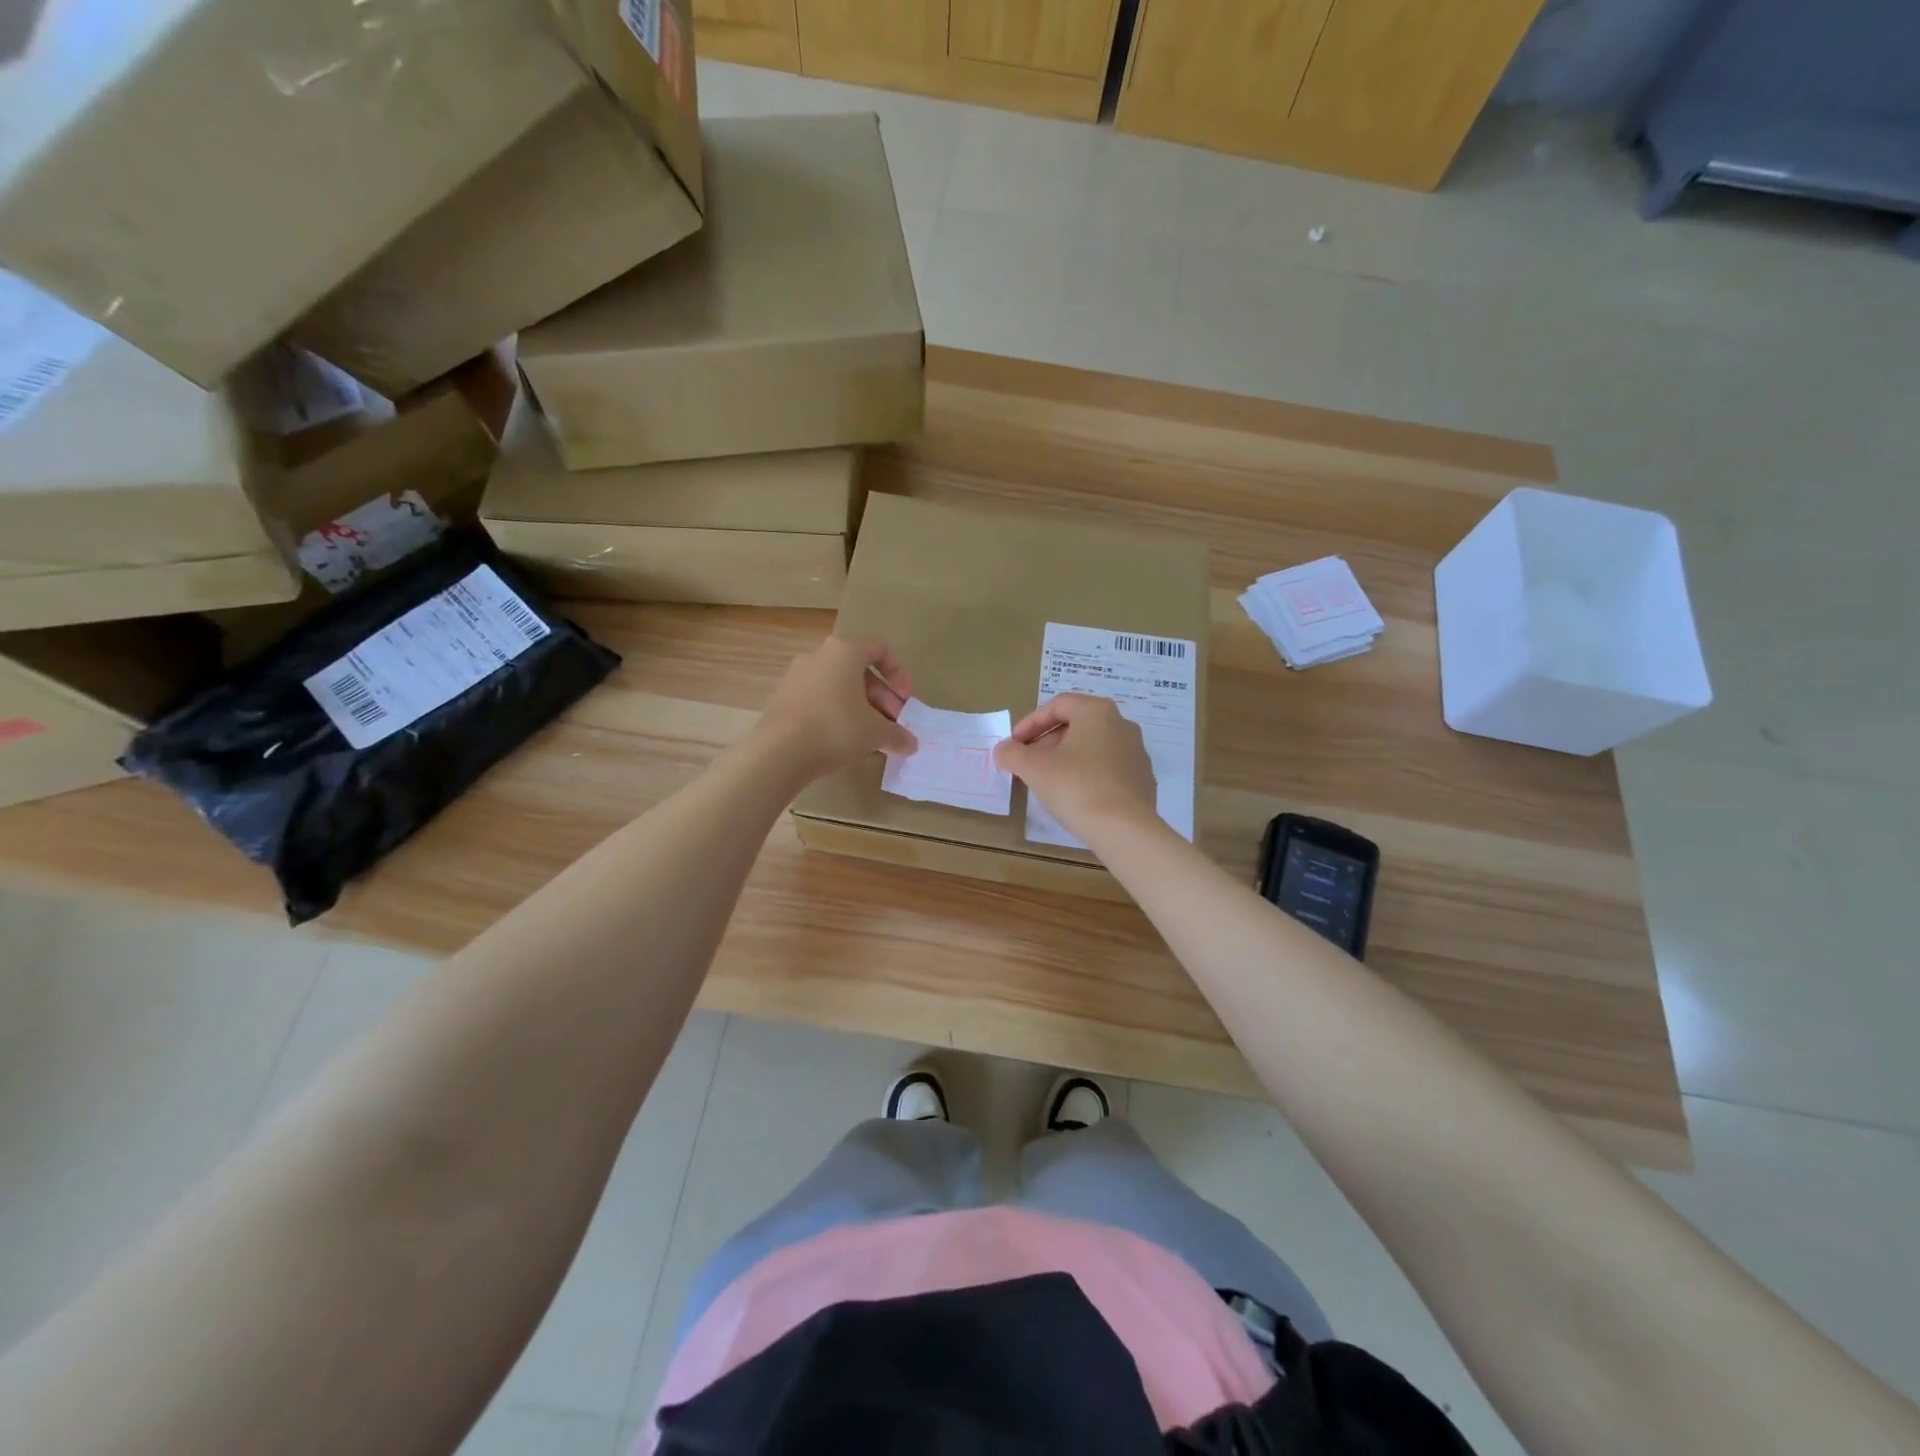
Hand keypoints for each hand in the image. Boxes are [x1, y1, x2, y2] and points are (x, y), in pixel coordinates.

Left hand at [754, 635, 916, 781]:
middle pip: (860, 671)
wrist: (779, 751)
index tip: (906, 701)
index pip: (880, 649)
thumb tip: (911, 745)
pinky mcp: (783, 698)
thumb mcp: (876, 732)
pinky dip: (838, 714)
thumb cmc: (836, 728)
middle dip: (882, 698)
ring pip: (839, 687)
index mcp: (844, 651)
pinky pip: (820, 699)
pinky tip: (845, 741)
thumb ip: (898, 735)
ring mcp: (797, 676)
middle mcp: (819, 655)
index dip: (899, 674)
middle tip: (893, 725)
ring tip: (871, 737)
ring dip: (861, 708)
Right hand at [994, 694, 1157, 838]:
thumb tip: (1003, 749)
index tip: (1014, 744)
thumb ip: (1012, 754)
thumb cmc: (1076, 787)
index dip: (1030, 723)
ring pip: (1093, 747)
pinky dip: (1088, 775)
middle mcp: (1121, 724)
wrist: (1124, 829)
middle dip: (1048, 742)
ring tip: (1048, 781)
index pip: (1058, 705)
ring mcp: (1136, 753)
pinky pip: (1108, 769)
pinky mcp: (1142, 779)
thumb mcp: (1034, 769)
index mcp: (1097, 712)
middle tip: (1029, 763)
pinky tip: (1075, 797)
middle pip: (1077, 725)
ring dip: (1067, 759)